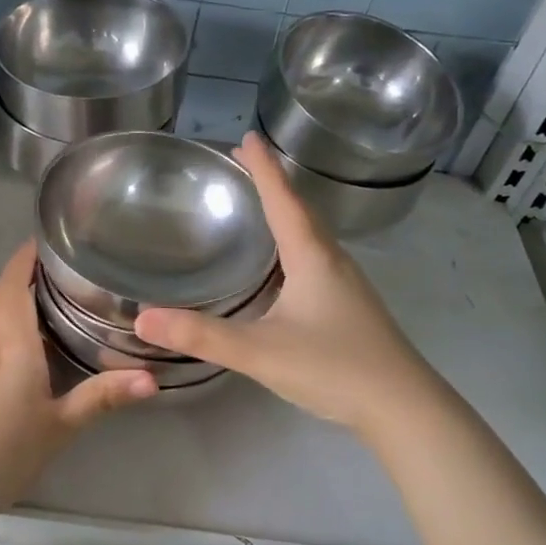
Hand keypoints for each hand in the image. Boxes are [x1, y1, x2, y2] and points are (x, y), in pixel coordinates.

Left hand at [0, 242, 155, 491]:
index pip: (13, 288)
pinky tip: (26, 342)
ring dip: (9, 296)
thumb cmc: (4, 451)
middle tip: (54, 266)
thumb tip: (153, 379)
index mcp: (12, 346)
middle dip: (19, 273)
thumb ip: (103, 398)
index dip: (24, 260)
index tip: (45, 239)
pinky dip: (5, 322)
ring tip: (44, 294)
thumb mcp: (61, 426)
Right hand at [135, 133, 429, 437]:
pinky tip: (284, 267)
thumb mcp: (259, 351)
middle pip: (301, 211)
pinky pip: (316, 260)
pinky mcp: (350, 308)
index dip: (263, 169)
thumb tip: (142, 318)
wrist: (403, 407)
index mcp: (312, 258)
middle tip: (244, 164)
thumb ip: (202, 336)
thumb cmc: (334, 368)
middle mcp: (332, 261)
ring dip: (286, 213)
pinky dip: (294, 245)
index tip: (246, 137)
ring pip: (311, 236)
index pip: (283, 200)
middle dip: (272, 184)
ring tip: (260, 206)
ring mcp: (346, 285)